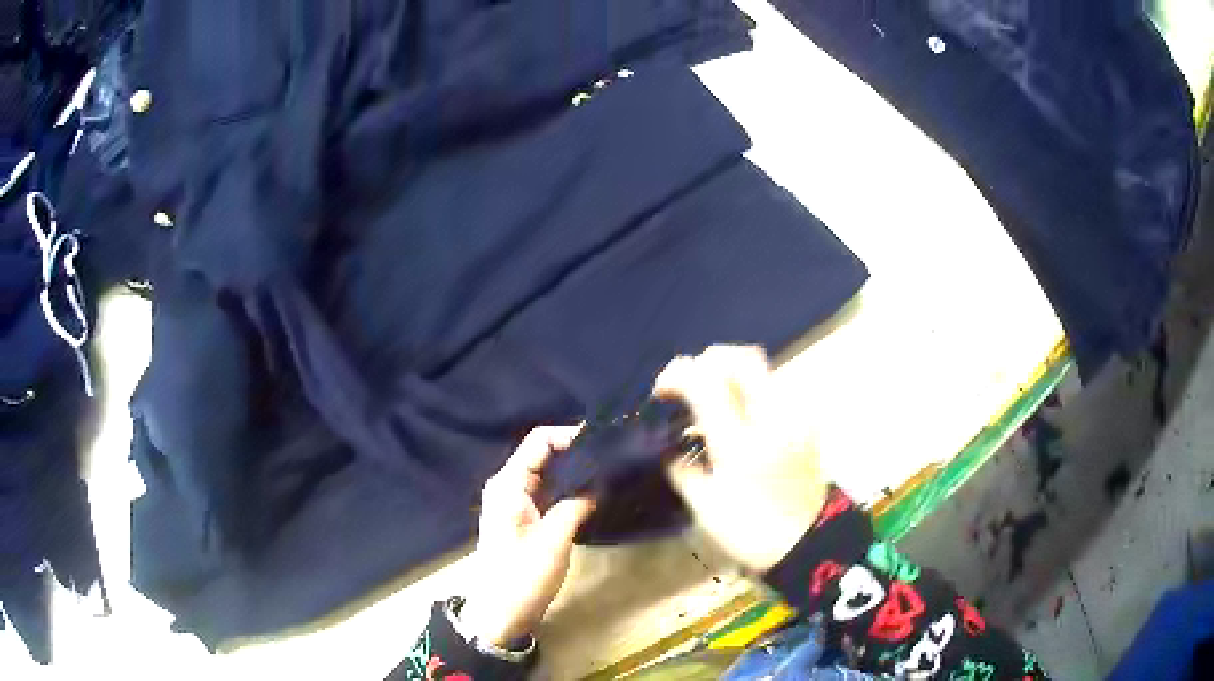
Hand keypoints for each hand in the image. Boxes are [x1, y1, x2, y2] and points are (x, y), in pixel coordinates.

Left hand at [460, 426, 595, 646]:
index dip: (570, 435)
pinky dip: (570, 487)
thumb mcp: (553, 542)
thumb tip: (600, 481)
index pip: (539, 441)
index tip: (605, 439)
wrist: (500, 615)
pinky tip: (594, 490)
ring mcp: (516, 502)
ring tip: (609, 467)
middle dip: (576, 450)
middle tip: (613, 452)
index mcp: (508, 485)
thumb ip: (575, 506)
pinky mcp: (525, 517)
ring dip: (575, 469)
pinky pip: (548, 491)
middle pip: (543, 453)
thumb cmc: (521, 578)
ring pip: (548, 472)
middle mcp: (509, 486)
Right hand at [654, 346, 828, 571]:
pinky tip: (737, 415)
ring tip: (709, 399)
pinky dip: (749, 389)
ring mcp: (795, 415)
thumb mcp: (705, 506)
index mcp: (741, 442)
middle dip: (706, 362)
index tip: (660, 391)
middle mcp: (772, 417)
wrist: (808, 542)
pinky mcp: (806, 421)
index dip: (677, 375)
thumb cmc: (751, 531)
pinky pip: (774, 387)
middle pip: (740, 359)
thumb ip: (682, 468)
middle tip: (687, 384)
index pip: (706, 382)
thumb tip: (668, 445)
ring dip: (728, 374)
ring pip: (760, 369)